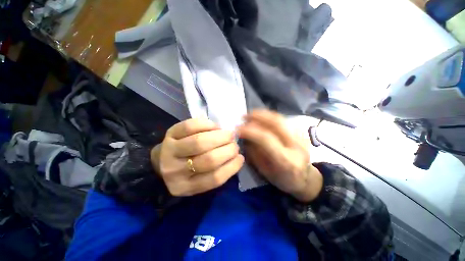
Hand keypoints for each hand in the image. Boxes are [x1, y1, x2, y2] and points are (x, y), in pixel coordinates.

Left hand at [151, 118, 243, 196]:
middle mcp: (175, 171)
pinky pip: (190, 126)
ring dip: (220, 136)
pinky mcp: (169, 134)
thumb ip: (217, 171)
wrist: (163, 159)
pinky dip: (207, 125)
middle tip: (234, 144)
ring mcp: (170, 151)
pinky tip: (215, 127)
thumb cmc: (187, 170)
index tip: (240, 157)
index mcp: (185, 187)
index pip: (214, 179)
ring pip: (200, 142)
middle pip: (208, 160)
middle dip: (228, 149)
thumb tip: (237, 157)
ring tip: (229, 134)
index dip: (232, 166)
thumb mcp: (199, 179)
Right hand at [236, 110, 322, 202]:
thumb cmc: (283, 179)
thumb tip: (245, 138)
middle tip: (244, 116)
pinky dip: (269, 117)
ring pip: (280, 118)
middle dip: (258, 116)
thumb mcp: (265, 171)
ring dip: (263, 114)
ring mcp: (301, 136)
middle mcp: (296, 145)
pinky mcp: (301, 132)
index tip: (238, 130)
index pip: (266, 138)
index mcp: (286, 159)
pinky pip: (282, 120)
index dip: (250, 131)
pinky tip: (261, 118)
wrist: (306, 179)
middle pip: (276, 122)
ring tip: (251, 114)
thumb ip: (255, 154)